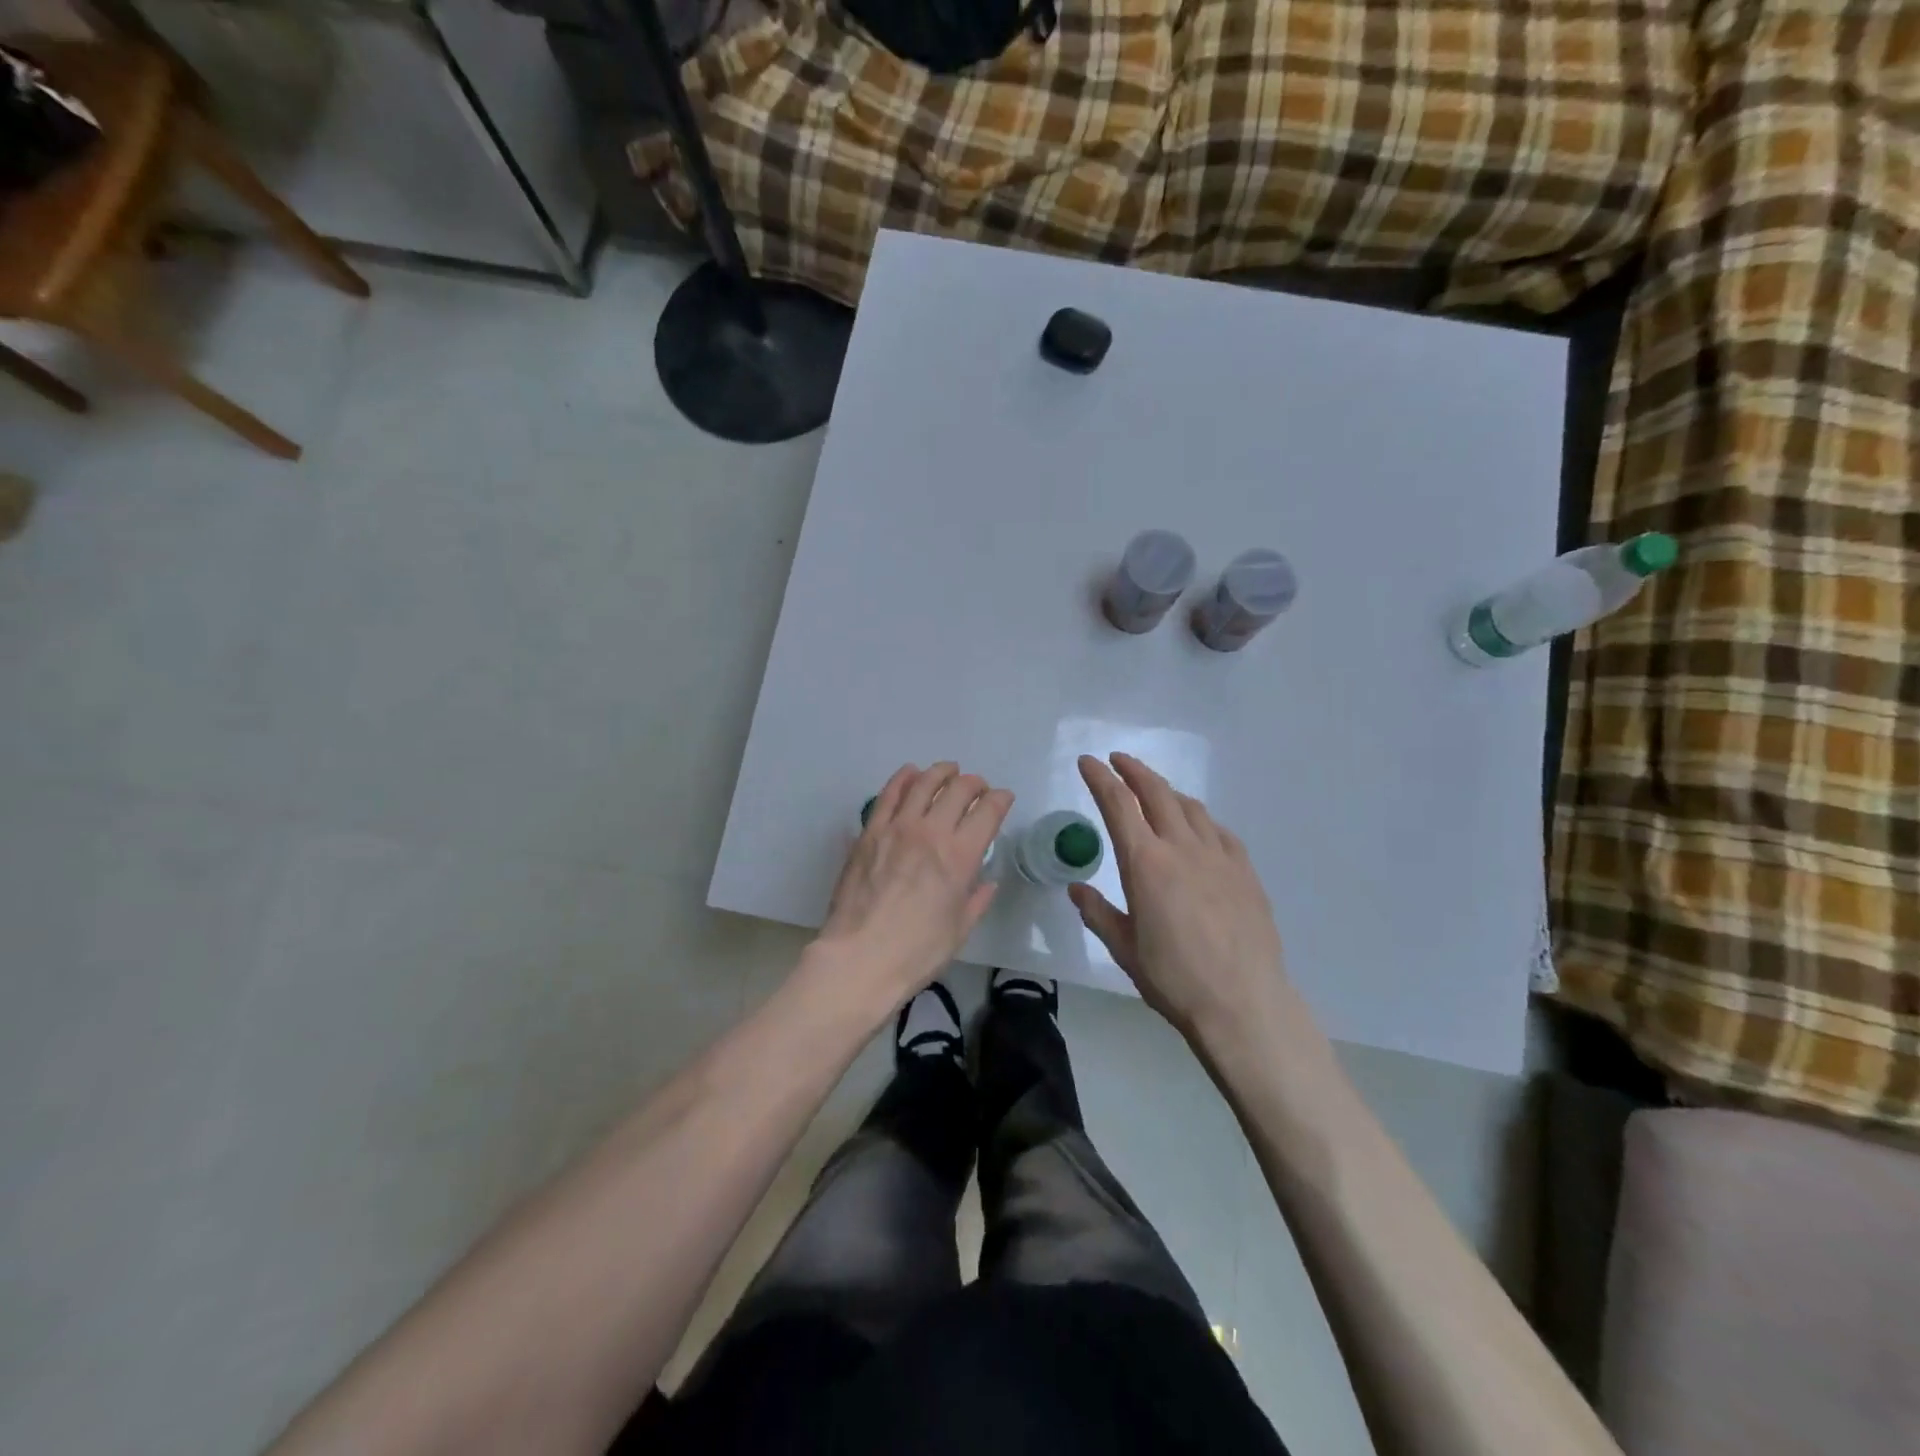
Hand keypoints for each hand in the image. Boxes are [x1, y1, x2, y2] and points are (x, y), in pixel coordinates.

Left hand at [813, 762, 1012, 1005]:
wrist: (859, 958)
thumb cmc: (916, 952)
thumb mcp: (960, 930)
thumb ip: (977, 900)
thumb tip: (987, 882)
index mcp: (960, 856)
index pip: (988, 811)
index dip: (1000, 799)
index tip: (1003, 799)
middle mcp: (932, 832)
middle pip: (959, 789)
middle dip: (975, 783)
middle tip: (977, 788)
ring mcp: (897, 827)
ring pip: (924, 782)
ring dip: (941, 772)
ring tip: (948, 771)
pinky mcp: (870, 831)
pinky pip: (888, 794)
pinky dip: (903, 778)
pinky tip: (910, 774)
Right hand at [1069, 753, 1289, 1037]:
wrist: (1243, 1002)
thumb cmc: (1174, 978)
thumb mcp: (1123, 948)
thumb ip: (1098, 913)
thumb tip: (1078, 889)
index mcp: (1145, 863)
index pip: (1117, 805)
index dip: (1100, 778)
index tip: (1088, 762)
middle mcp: (1181, 848)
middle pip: (1156, 793)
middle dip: (1133, 770)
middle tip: (1118, 761)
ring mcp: (1218, 856)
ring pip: (1190, 807)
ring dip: (1167, 791)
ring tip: (1154, 791)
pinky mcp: (1245, 871)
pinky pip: (1219, 831)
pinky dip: (1200, 819)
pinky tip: (1197, 828)